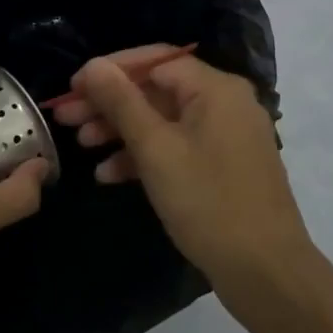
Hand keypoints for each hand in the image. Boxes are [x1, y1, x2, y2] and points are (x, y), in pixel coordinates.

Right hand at [57, 50, 311, 291]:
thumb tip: (93, 65)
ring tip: (82, 145)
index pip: (155, 60)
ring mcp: (226, 137)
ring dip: (122, 131)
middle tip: (66, 117)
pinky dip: (146, 156)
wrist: (266, 272)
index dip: (111, 70)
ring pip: (165, 121)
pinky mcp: (223, 167)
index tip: (73, 87)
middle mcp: (225, 103)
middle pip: (158, 90)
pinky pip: (178, 148)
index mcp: (216, 88)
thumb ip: (122, 103)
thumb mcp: (156, 150)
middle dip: (110, 103)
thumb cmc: (208, 202)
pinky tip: (109, 175)